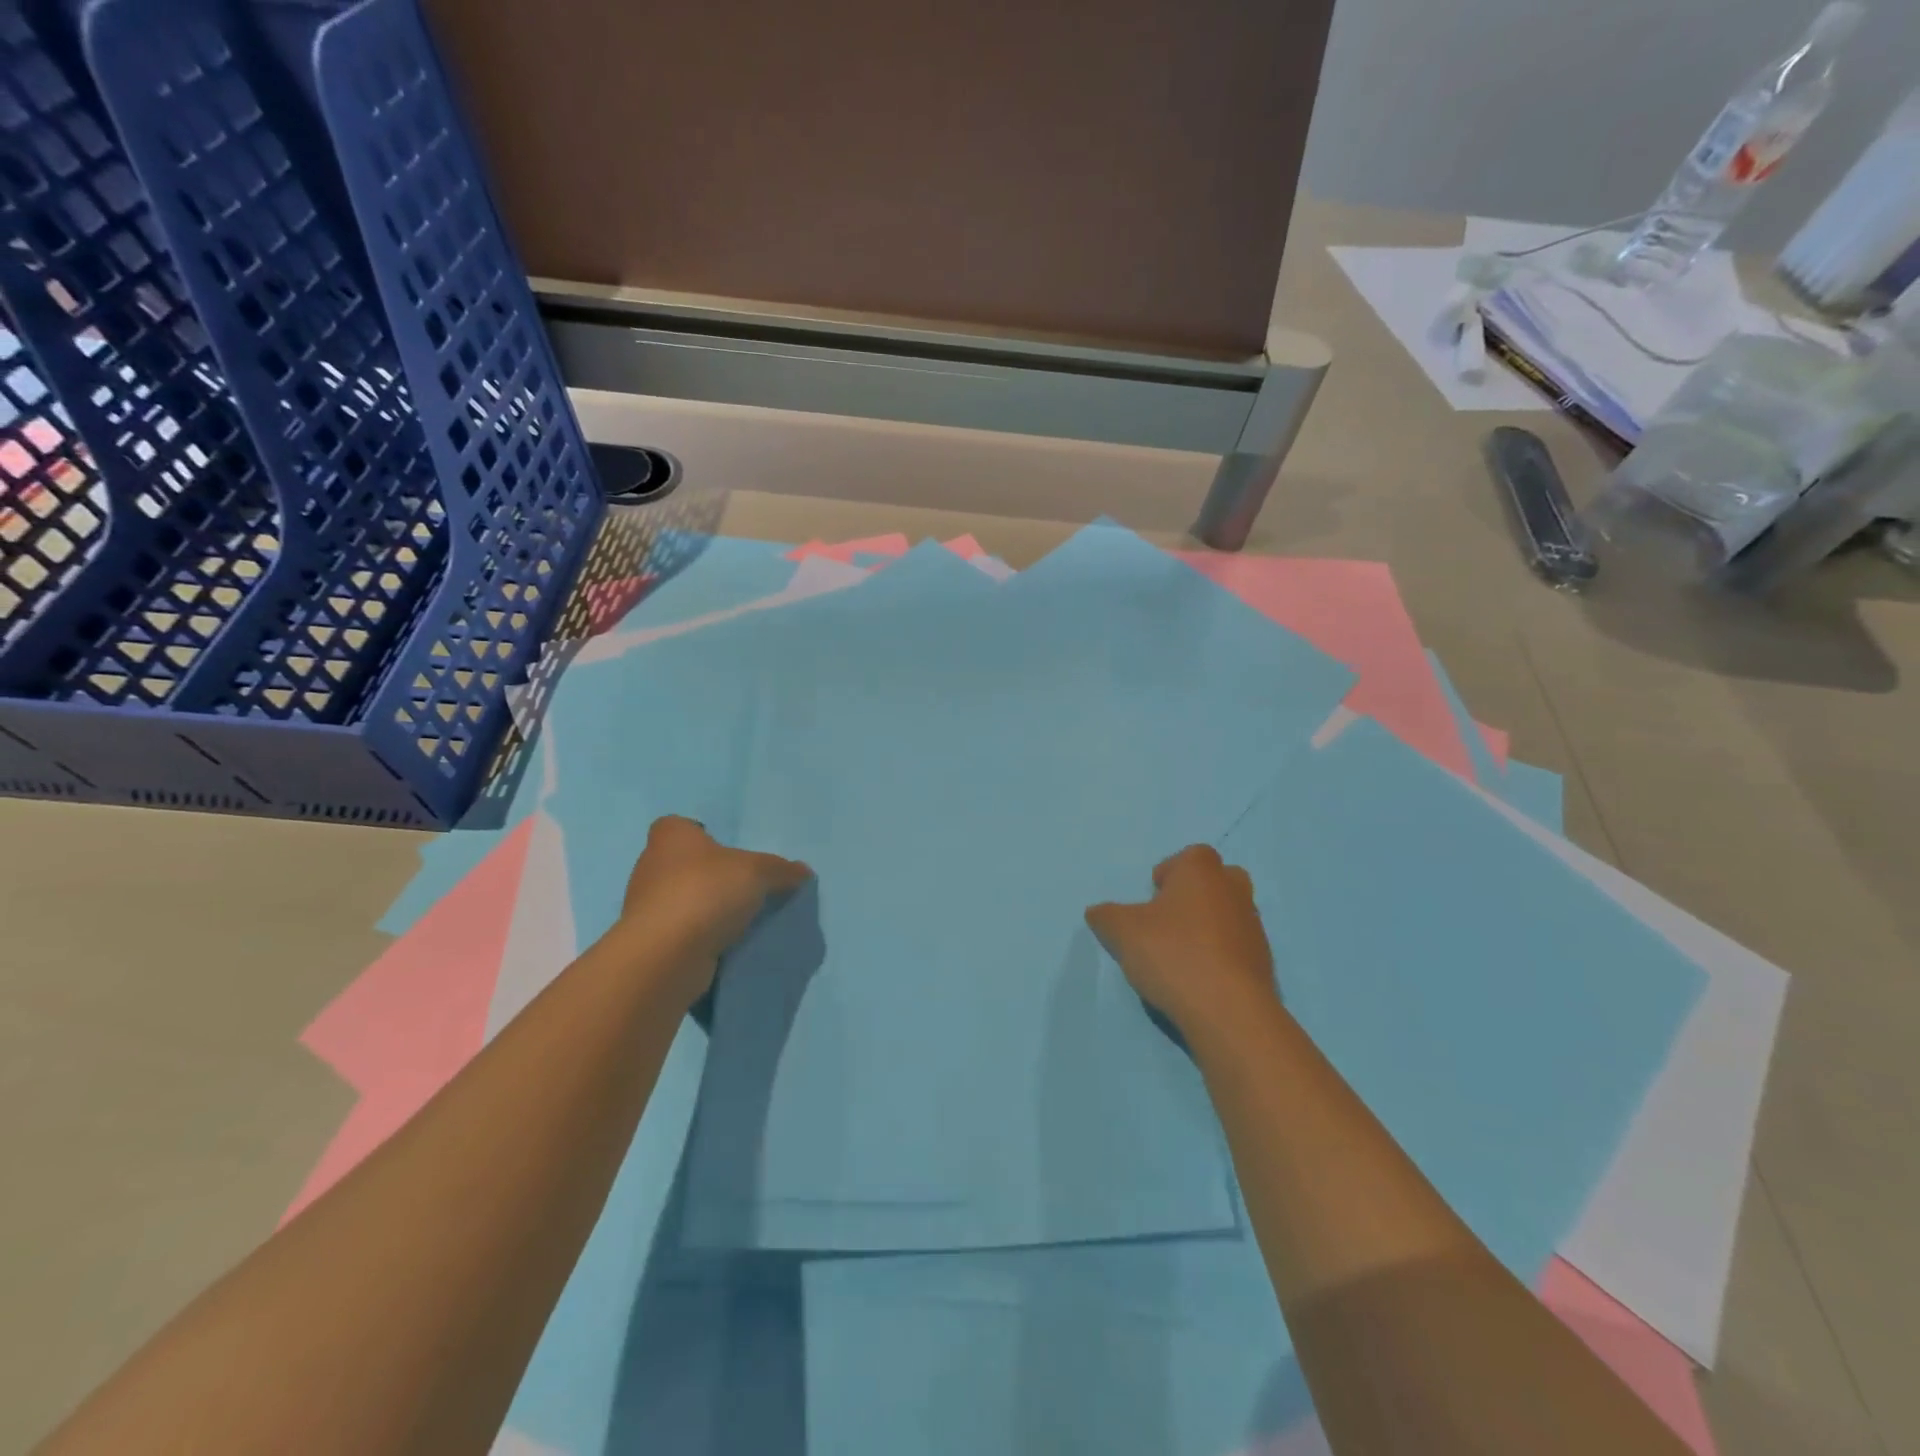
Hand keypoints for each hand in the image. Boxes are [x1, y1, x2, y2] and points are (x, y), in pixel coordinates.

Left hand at [613, 816, 811, 1005]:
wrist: (665, 954)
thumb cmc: (706, 891)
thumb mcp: (757, 872)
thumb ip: (781, 870)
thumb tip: (803, 872)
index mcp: (671, 837)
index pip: (680, 826)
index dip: (701, 834)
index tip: (726, 851)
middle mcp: (651, 866)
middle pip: (683, 864)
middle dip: (709, 875)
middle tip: (744, 887)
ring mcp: (646, 907)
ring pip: (681, 900)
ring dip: (704, 909)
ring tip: (740, 919)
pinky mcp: (650, 942)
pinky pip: (681, 932)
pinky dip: (699, 937)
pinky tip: (725, 944)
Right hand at [1086, 845, 1278, 1039]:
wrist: (1229, 1010)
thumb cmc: (1173, 954)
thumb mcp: (1122, 932)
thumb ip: (1106, 916)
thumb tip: (1097, 912)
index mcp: (1202, 872)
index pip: (1192, 856)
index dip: (1171, 872)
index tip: (1153, 896)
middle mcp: (1233, 890)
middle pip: (1217, 880)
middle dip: (1196, 894)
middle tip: (1170, 919)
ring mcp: (1253, 927)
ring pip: (1229, 914)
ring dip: (1209, 926)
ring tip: (1182, 954)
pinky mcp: (1264, 962)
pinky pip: (1238, 947)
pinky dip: (1221, 955)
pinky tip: (1200, 979)